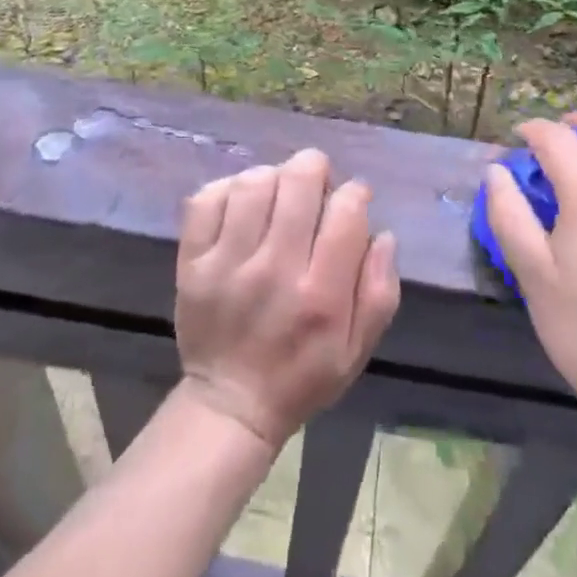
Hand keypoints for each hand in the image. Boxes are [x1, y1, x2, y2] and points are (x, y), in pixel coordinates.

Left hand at [174, 149, 400, 450]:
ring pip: (254, 183)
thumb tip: (384, 233)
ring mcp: (227, 265)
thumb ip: (380, 291)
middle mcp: (275, 271)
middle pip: (298, 182)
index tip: (352, 201)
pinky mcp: (193, 263)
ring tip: (278, 195)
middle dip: (315, 170)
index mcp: (321, 295)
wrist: (230, 406)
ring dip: (273, 177)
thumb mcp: (357, 349)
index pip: (346, 211)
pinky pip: (208, 199)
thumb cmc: (302, 375)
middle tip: (315, 187)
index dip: (355, 193)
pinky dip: (228, 189)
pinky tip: (242, 205)